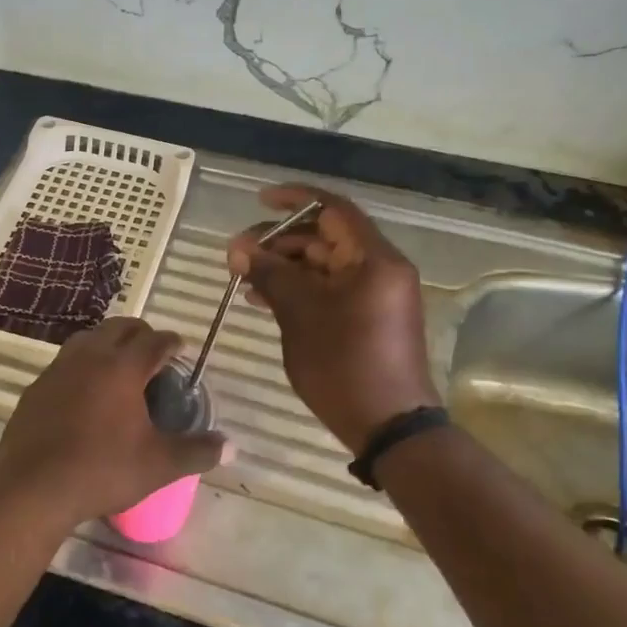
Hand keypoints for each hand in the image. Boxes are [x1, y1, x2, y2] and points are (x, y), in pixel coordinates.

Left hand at [0, 318, 226, 528]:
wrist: (33, 487)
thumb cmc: (102, 470)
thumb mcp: (158, 465)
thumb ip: (197, 452)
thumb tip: (231, 447)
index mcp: (123, 367)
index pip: (153, 340)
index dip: (170, 342)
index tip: (179, 348)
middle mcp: (90, 357)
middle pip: (119, 328)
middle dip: (140, 333)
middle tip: (153, 352)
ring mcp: (58, 369)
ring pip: (88, 339)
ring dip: (107, 343)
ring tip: (119, 364)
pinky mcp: (37, 386)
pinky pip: (65, 362)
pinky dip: (81, 364)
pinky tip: (84, 390)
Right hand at [228, 184, 439, 454]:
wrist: (389, 427)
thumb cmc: (345, 364)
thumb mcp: (300, 314)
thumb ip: (269, 273)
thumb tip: (237, 248)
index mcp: (374, 259)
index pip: (332, 209)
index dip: (294, 199)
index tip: (258, 201)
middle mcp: (379, 269)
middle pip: (325, 238)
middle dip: (279, 241)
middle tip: (239, 254)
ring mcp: (374, 295)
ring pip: (323, 265)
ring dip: (284, 267)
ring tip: (243, 278)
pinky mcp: (367, 318)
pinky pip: (329, 289)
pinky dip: (298, 289)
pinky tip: (262, 299)